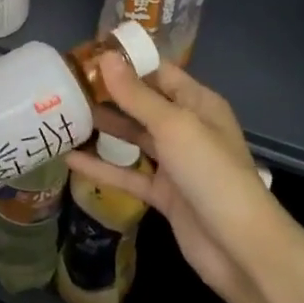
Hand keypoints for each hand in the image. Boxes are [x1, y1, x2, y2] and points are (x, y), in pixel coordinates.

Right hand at [66, 53, 281, 302]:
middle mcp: (187, 128)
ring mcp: (175, 162)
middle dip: (108, 93)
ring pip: (133, 137)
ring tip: (64, 114)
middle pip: (142, 103)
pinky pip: (128, 173)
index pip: (158, 72)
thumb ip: (136, 94)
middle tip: (65, 84)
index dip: (125, 62)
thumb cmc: (210, 173)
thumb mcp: (173, 126)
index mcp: (198, 104)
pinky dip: (101, 166)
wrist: (239, 247)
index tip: (85, 55)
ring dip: (102, 127)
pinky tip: (69, 158)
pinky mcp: (163, 193)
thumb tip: (105, 56)